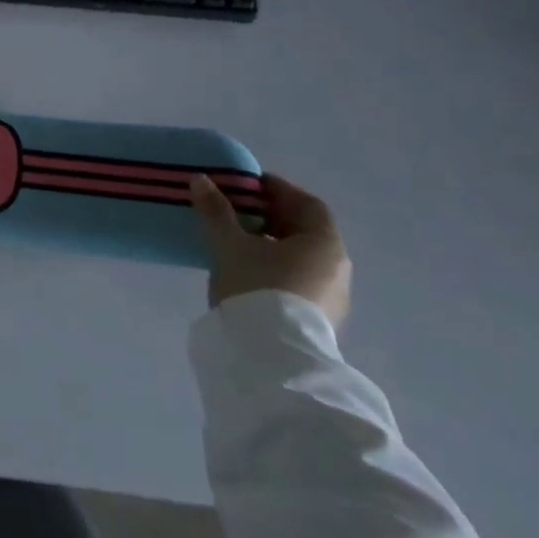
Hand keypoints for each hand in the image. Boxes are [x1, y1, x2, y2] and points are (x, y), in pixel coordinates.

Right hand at [190, 172, 351, 328]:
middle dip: (272, 217)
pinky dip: (277, 269)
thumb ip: (216, 210)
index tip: (248, 186)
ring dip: (274, 245)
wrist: (271, 357)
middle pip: (305, 231)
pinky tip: (249, 273)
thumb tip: (201, 180)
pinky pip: (299, 281)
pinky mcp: (319, 322)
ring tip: (238, 242)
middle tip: (238, 211)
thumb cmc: (257, 287)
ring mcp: (332, 299)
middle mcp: (337, 268)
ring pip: (302, 259)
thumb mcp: (229, 244)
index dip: (278, 190)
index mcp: (324, 242)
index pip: (307, 203)